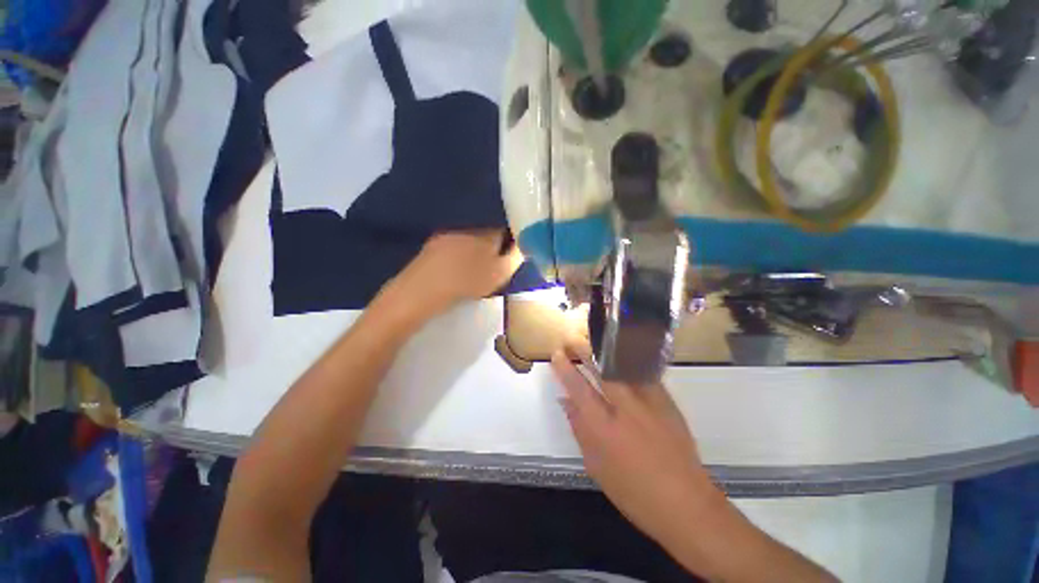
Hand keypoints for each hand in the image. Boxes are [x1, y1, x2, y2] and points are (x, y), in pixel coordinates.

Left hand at [380, 230, 523, 319]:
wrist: (425, 287)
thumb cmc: (468, 281)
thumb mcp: (500, 273)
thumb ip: (515, 257)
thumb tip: (523, 244)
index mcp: (488, 234)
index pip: (505, 228)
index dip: (510, 237)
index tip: (512, 248)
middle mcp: (469, 228)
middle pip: (487, 231)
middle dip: (493, 241)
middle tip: (494, 258)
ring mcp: (449, 233)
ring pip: (470, 236)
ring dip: (475, 245)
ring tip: (475, 262)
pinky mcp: (434, 242)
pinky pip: (455, 241)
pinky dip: (460, 249)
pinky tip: (457, 263)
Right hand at [551, 350, 718, 546]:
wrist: (686, 503)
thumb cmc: (633, 492)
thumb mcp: (596, 466)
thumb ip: (579, 428)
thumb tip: (566, 401)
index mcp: (604, 428)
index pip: (578, 388)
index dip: (565, 368)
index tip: (558, 354)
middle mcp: (625, 408)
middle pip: (602, 369)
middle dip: (585, 350)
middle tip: (573, 339)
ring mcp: (649, 402)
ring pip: (623, 366)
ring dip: (605, 352)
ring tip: (593, 343)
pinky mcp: (667, 401)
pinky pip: (644, 374)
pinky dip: (629, 363)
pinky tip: (622, 358)